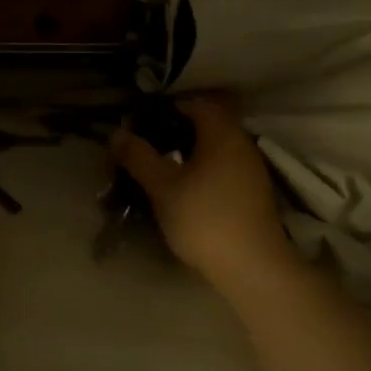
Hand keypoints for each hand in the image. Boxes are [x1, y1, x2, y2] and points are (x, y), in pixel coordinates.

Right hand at [112, 96, 294, 291]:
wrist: (252, 266)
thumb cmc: (203, 217)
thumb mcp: (162, 186)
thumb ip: (138, 156)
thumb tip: (117, 132)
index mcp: (222, 133)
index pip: (195, 104)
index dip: (167, 108)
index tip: (141, 122)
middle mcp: (241, 143)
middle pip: (207, 124)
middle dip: (176, 130)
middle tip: (147, 145)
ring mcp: (251, 169)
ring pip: (215, 148)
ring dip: (190, 152)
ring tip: (161, 168)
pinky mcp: (253, 193)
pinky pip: (223, 167)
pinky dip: (203, 169)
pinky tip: (185, 189)